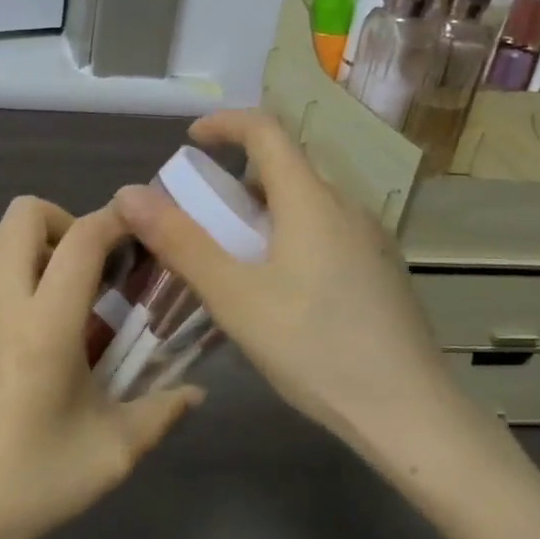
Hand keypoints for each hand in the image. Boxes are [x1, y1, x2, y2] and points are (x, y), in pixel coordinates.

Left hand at [0, 196, 202, 538]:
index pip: (83, 240)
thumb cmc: (34, 482)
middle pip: (25, 214)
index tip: (132, 229)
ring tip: (43, 292)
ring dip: (24, 247)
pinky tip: (5, 325)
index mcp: (44, 329)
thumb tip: (197, 391)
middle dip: (63, 223)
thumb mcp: (112, 451)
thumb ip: (162, 410)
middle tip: (82, 267)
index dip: (114, 221)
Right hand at [114, 110, 502, 473]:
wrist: (410, 414)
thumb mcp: (235, 297)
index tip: (191, 141)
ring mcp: (370, 240)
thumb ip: (181, 242)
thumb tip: (129, 194)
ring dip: (262, 213)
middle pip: (285, 168)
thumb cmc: (315, 349)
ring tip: (231, 259)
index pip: (267, 130)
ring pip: (306, 204)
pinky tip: (277, 291)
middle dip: (235, 180)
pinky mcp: (380, 271)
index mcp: (311, 201)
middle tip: (199, 217)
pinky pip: (325, 231)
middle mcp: (347, 207)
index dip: (225, 123)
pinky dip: (289, 237)